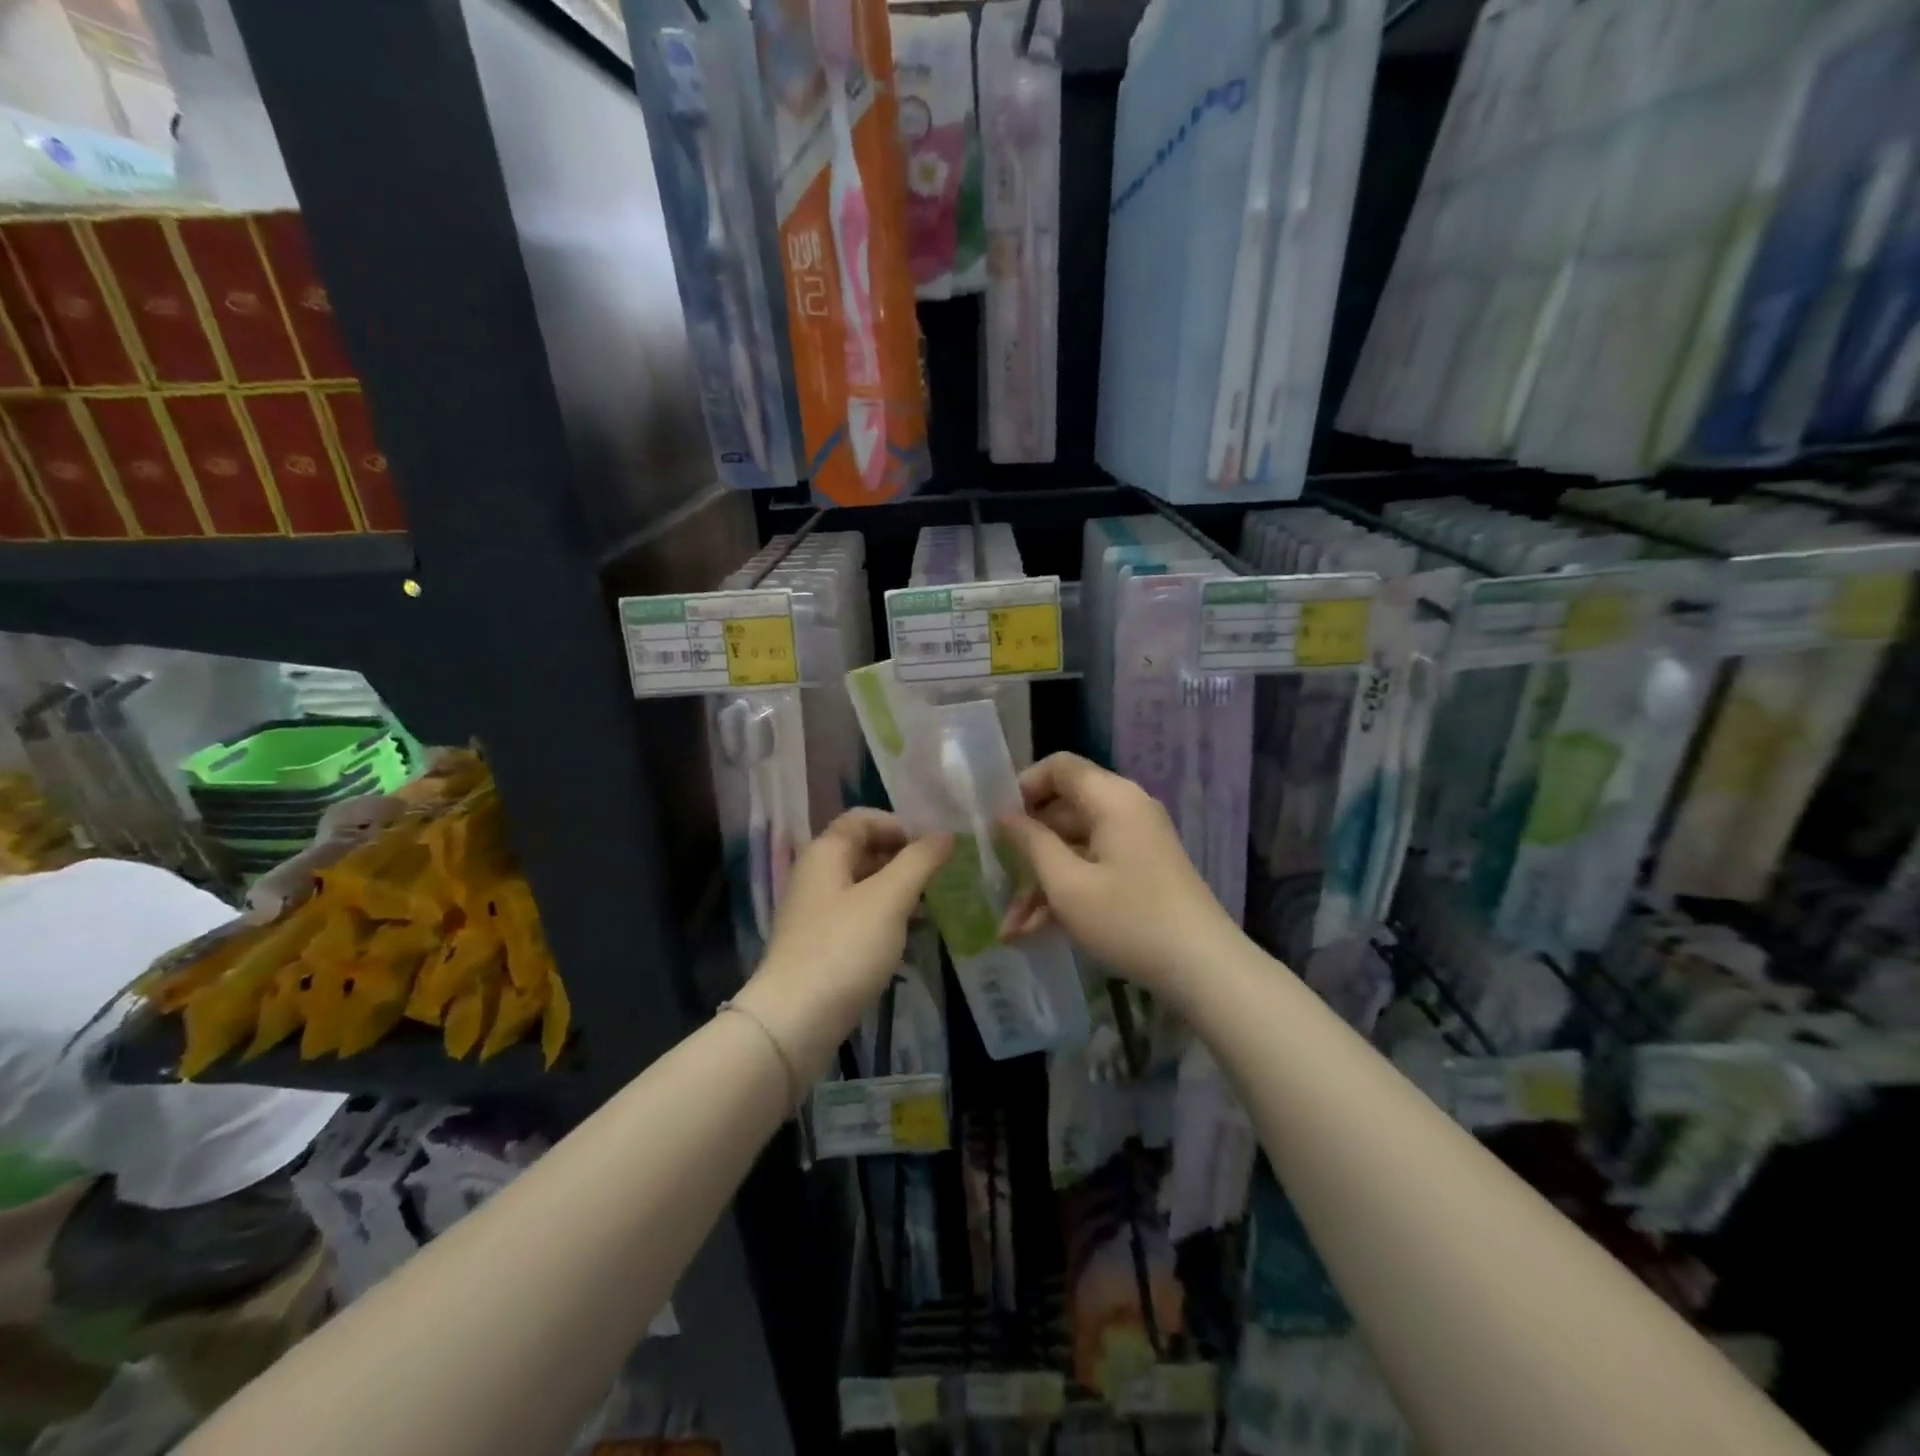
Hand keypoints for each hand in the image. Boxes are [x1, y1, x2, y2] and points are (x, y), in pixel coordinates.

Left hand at [735, 809, 949, 1081]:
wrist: (795, 1020)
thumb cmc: (844, 948)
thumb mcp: (889, 899)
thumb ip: (920, 861)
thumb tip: (946, 834)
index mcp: (825, 852)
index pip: (863, 818)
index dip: (900, 825)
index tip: (932, 848)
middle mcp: (816, 874)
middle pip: (863, 849)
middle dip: (903, 858)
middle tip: (939, 878)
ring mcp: (816, 911)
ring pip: (864, 885)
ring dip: (898, 890)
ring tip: (931, 907)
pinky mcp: (821, 943)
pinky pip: (859, 916)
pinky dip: (885, 917)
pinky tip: (909, 936)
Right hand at [997, 752, 1240, 1000]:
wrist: (1204, 969)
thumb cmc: (1129, 920)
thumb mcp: (1068, 885)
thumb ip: (1031, 844)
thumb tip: (1004, 816)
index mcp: (1112, 798)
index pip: (1060, 767)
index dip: (1024, 786)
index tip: (996, 820)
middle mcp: (1125, 810)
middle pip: (1063, 811)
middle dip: (1027, 850)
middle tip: (996, 881)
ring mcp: (1135, 842)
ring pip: (1074, 847)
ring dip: (1041, 883)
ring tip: (1011, 929)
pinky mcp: (1140, 871)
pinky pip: (1093, 867)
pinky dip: (1067, 893)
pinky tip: (1036, 933)